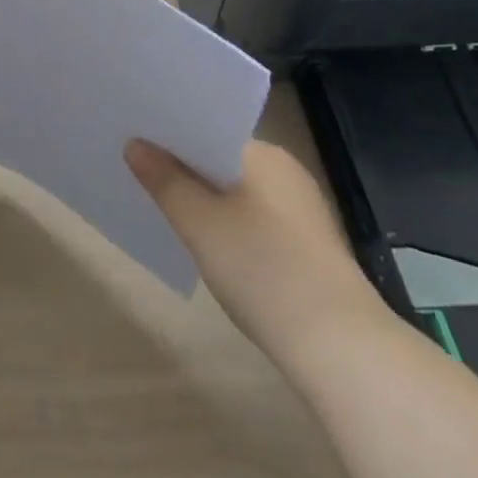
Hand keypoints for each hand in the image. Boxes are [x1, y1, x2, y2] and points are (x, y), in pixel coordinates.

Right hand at [126, 138, 384, 348]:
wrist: (342, 349)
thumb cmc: (263, 269)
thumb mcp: (199, 223)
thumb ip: (165, 180)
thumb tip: (135, 145)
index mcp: (263, 153)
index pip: (207, 128)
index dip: (170, 134)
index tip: (135, 139)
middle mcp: (286, 171)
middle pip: (220, 158)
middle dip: (184, 167)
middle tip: (138, 171)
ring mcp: (301, 211)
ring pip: (237, 191)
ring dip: (205, 198)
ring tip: (164, 207)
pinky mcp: (309, 248)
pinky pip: (255, 219)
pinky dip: (229, 224)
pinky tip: (208, 245)